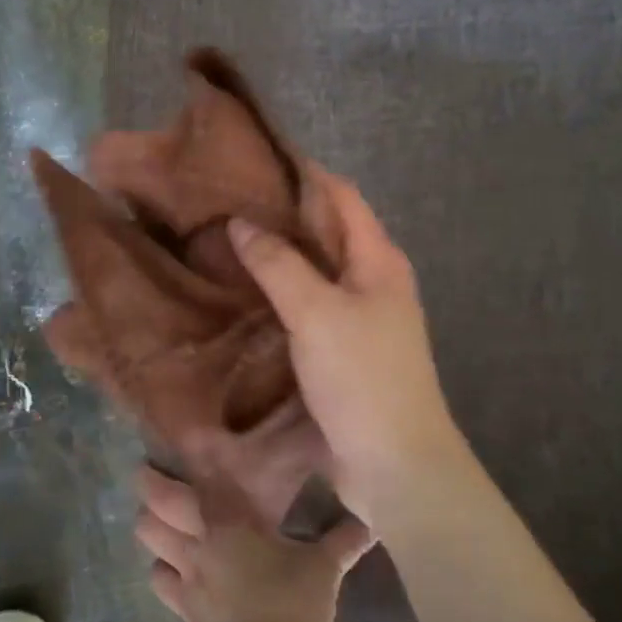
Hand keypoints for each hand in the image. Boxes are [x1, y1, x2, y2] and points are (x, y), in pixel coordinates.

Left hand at [134, 465, 373, 621]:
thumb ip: (342, 541)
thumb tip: (370, 522)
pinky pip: (174, 608)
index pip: (180, 491)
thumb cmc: (292, 604)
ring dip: (159, 553)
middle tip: (152, 497)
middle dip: (147, 508)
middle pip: (149, 523)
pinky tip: (195, 602)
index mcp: (223, 527)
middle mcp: (194, 553)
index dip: (160, 476)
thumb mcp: (324, 569)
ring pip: (153, 563)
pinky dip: (181, 600)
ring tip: (171, 547)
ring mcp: (185, 595)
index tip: (150, 464)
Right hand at [228, 168, 468, 527]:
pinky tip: (245, 294)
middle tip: (227, 200)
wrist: (395, 463)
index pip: (341, 196)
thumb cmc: (362, 377)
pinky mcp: (343, 351)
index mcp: (379, 260)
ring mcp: (360, 318)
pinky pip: (308, 307)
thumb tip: (241, 224)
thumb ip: (279, 265)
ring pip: (315, 271)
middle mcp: (373, 281)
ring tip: (226, 240)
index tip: (255, 158)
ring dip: (279, 255)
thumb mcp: (316, 313)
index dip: (304, 172)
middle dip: (283, 213)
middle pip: (328, 231)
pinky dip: (280, 293)